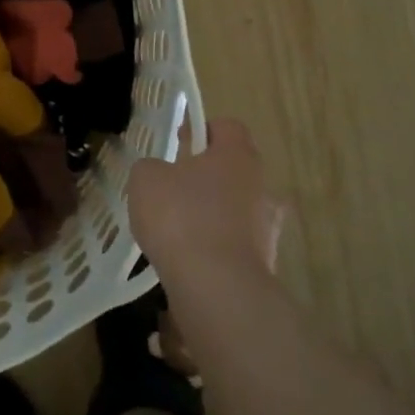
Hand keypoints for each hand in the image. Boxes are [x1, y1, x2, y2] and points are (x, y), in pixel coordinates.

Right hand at [127, 116, 283, 278]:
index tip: (178, 144)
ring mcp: (268, 227)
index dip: (202, 129)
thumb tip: (159, 173)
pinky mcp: (265, 263)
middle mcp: (262, 185)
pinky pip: (235, 244)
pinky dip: (215, 248)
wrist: (216, 287)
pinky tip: (188, 260)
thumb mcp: (146, 179)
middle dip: (207, 176)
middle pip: (235, 169)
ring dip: (213, 214)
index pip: (227, 127)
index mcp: (238, 155)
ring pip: (237, 208)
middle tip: (174, 188)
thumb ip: (152, 167)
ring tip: (178, 230)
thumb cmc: (181, 218)